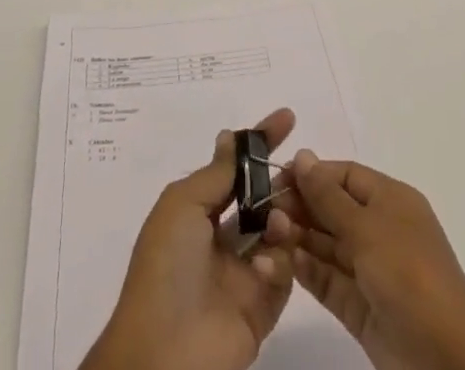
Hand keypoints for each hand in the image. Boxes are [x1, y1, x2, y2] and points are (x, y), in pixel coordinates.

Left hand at [79, 108, 296, 369]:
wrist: (164, 354)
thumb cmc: (167, 267)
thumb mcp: (183, 205)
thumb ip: (216, 173)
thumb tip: (230, 135)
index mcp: (198, 212)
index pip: (236, 169)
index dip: (260, 142)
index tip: (288, 118)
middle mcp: (222, 239)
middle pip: (261, 199)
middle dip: (281, 182)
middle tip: (301, 170)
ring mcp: (243, 273)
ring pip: (278, 232)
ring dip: (282, 219)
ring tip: (278, 220)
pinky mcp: (262, 307)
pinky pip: (284, 273)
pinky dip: (280, 263)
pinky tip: (265, 265)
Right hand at [264, 152, 464, 369]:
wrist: (448, 362)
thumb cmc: (409, 276)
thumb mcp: (368, 228)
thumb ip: (328, 196)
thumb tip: (302, 155)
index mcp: (391, 200)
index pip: (344, 175)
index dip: (312, 174)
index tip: (276, 178)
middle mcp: (380, 230)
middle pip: (333, 208)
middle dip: (301, 207)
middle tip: (264, 210)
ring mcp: (371, 270)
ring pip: (327, 245)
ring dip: (298, 238)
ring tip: (267, 234)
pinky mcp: (361, 308)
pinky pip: (329, 280)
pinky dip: (307, 270)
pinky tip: (283, 262)